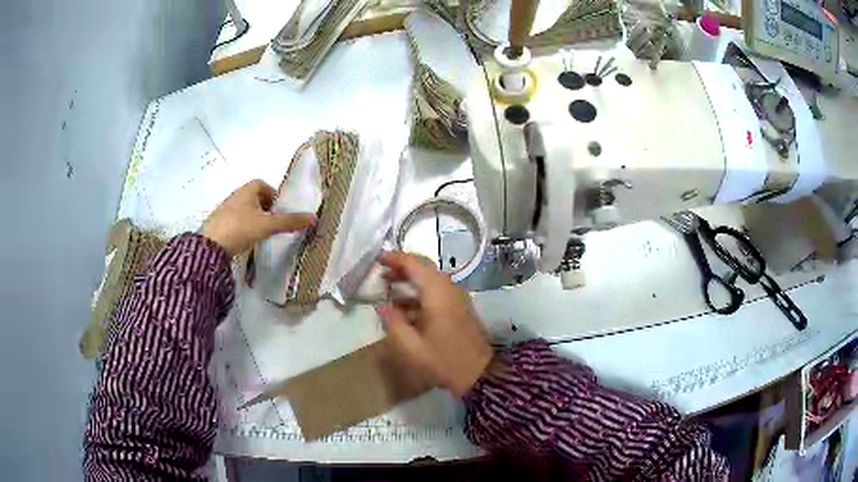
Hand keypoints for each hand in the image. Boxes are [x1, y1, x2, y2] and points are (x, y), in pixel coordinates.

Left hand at [201, 179, 316, 256]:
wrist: (211, 246)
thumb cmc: (240, 228)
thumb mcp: (267, 225)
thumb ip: (289, 222)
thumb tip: (314, 217)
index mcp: (247, 189)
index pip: (263, 185)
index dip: (272, 195)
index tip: (278, 211)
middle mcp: (235, 195)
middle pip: (254, 197)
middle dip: (265, 208)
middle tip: (273, 223)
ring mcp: (225, 209)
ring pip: (245, 210)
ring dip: (254, 218)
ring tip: (261, 234)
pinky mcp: (219, 223)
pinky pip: (236, 221)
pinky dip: (244, 227)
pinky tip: (246, 240)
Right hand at [377, 252, 493, 396]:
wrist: (480, 373)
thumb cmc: (444, 360)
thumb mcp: (412, 347)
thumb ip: (393, 323)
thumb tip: (381, 305)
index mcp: (437, 293)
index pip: (414, 264)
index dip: (395, 258)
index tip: (377, 259)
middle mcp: (449, 289)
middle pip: (423, 268)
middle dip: (401, 267)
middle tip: (380, 273)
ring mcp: (456, 298)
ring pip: (430, 279)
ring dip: (410, 280)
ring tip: (388, 289)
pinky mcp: (458, 308)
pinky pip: (436, 291)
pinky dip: (419, 293)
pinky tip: (404, 307)